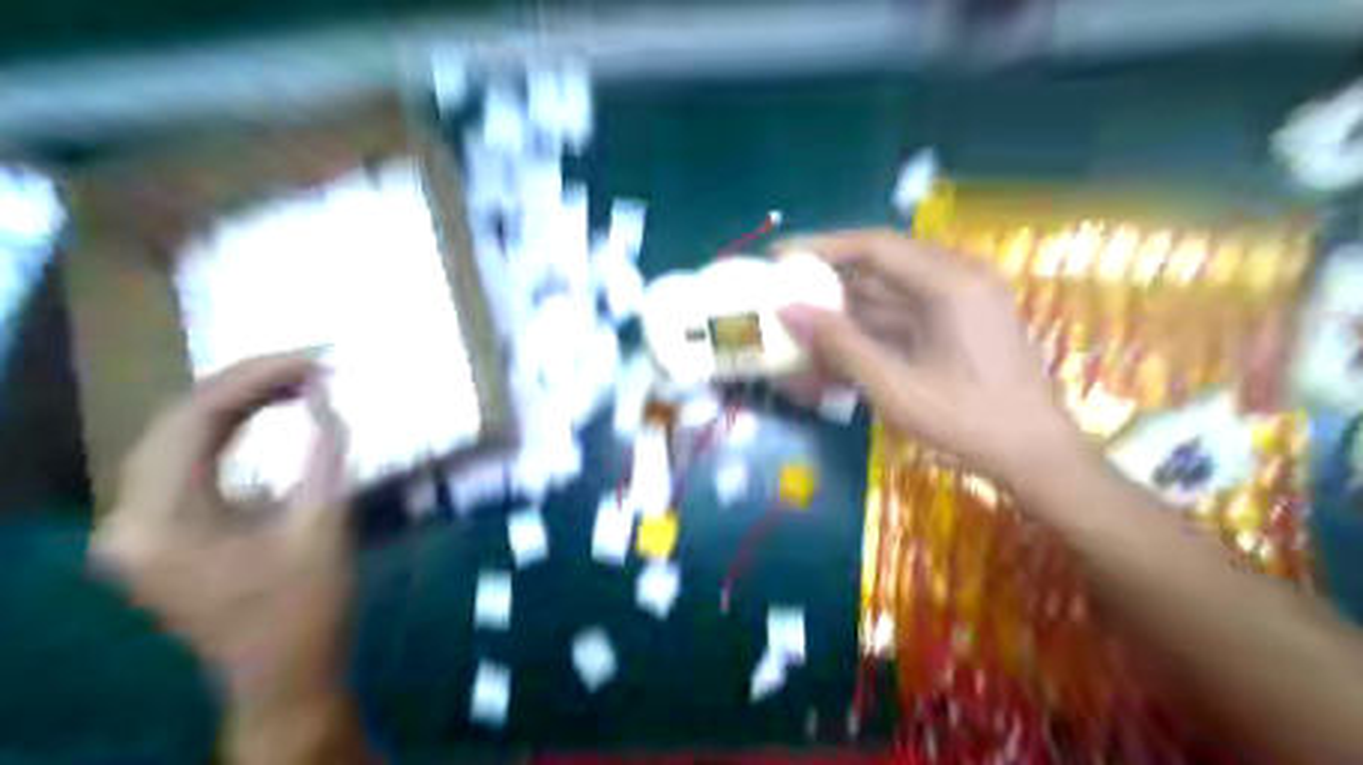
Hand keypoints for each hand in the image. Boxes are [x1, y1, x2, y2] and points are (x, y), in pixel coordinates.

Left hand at [91, 356, 354, 762]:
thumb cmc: (307, 609)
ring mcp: (141, 526)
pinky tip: (270, 413)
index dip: (257, 378)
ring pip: (182, 437)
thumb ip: (325, 453)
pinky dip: (233, 431)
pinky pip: (190, 461)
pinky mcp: (163, 531)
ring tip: (300, 380)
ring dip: (241, 403)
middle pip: (179, 422)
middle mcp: (130, 519)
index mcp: (158, 522)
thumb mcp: (323, 526)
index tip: (316, 359)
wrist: (285, 677)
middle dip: (250, 383)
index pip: (194, 419)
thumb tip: (324, 394)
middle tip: (313, 363)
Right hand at [783, 228, 1080, 481]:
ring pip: (888, 294)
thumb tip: (787, 309)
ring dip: (845, 311)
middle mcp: (957, 278)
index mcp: (950, 283)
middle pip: (880, 267)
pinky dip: (868, 330)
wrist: (1033, 454)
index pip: (874, 247)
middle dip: (829, 282)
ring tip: (800, 326)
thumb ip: (840, 344)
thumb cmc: (967, 421)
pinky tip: (835, 349)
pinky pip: (903, 315)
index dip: (822, 248)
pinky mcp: (958, 323)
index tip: (781, 257)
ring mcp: (960, 301)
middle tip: (784, 293)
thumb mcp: (894, 385)